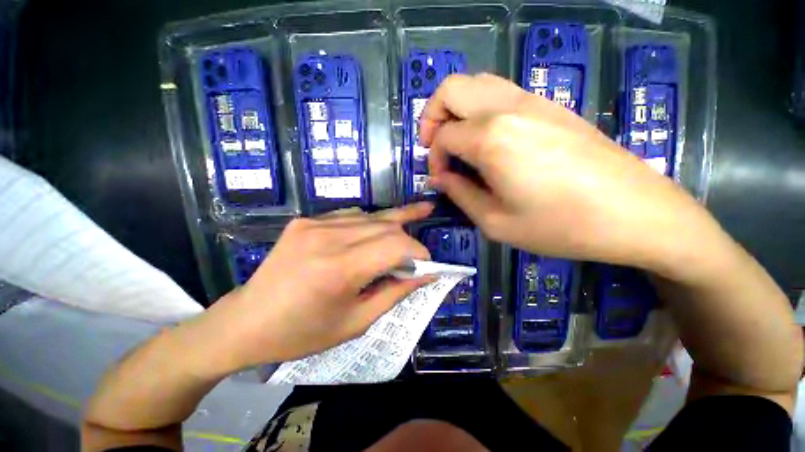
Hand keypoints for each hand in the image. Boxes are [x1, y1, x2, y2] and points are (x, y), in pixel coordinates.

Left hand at [200, 203, 433, 369]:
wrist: (246, 321)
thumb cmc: (302, 333)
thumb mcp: (356, 322)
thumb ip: (395, 293)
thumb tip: (425, 275)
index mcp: (339, 269)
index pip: (395, 245)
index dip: (418, 251)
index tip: (426, 264)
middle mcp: (327, 238)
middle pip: (386, 225)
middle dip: (408, 238)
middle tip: (418, 254)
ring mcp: (313, 224)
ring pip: (370, 216)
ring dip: (391, 227)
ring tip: (407, 231)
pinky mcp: (305, 221)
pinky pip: (350, 216)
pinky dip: (368, 224)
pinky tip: (373, 233)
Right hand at [420, 73, 715, 273]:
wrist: (636, 213)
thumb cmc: (561, 226)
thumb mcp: (496, 222)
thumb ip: (460, 195)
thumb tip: (440, 179)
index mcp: (490, 138)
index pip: (443, 135)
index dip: (434, 159)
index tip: (442, 180)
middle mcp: (507, 108)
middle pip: (451, 88)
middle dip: (432, 116)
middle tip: (436, 147)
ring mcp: (533, 101)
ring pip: (477, 83)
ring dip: (456, 109)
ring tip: (458, 142)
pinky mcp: (551, 106)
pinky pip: (501, 92)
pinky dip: (480, 109)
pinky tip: (489, 140)